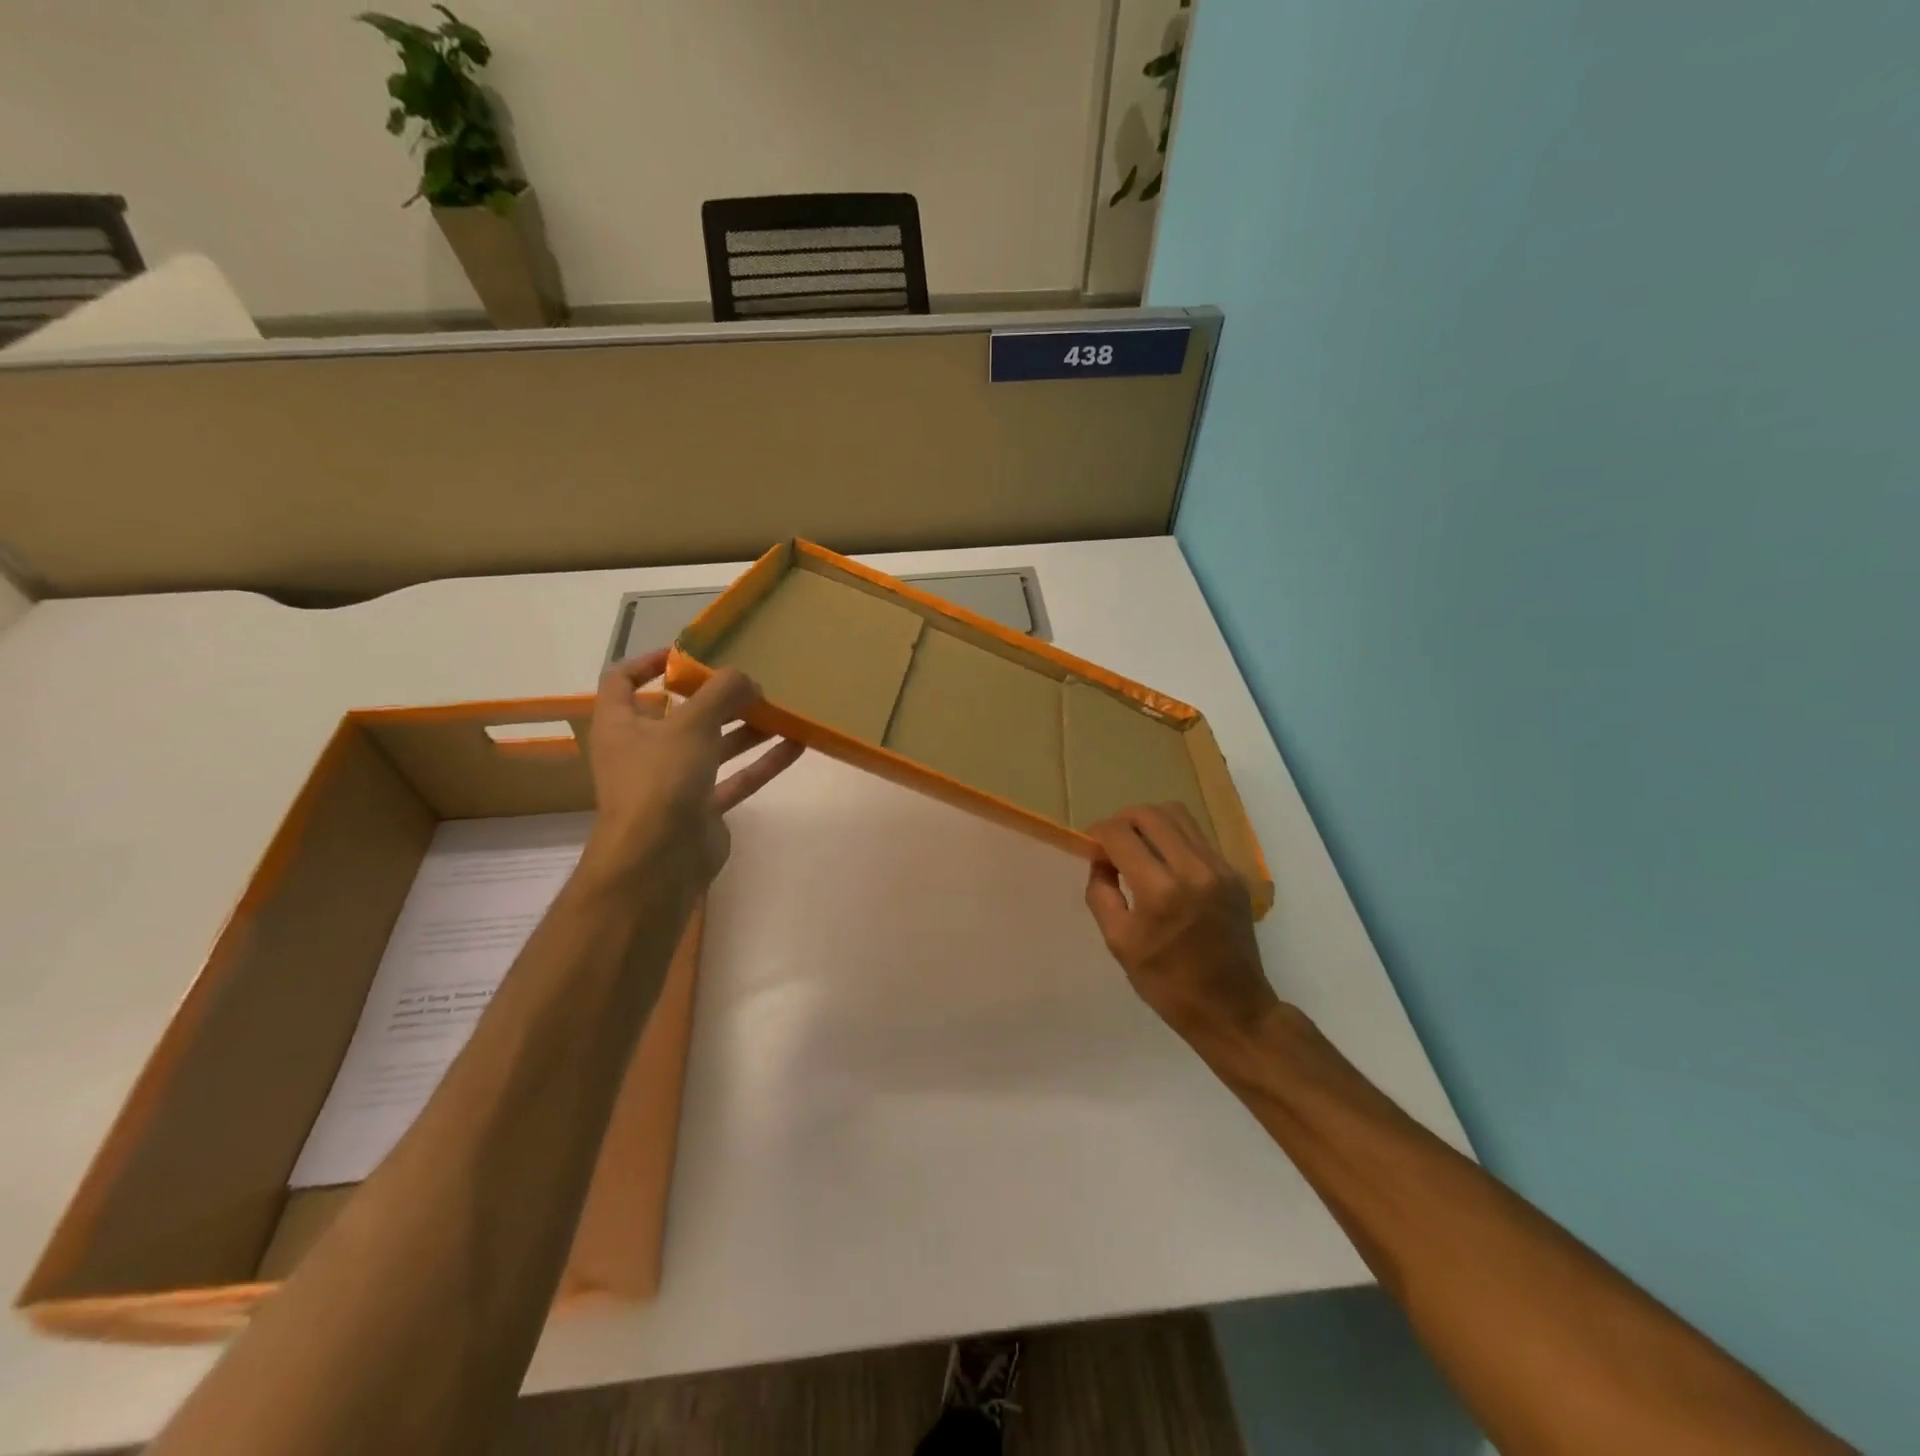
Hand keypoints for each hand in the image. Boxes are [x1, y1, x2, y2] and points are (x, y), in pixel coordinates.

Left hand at [579, 649, 803, 893]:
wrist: (659, 860)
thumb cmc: (661, 779)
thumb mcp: (691, 723)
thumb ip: (722, 692)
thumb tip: (746, 678)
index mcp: (621, 724)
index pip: (622, 681)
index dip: (649, 662)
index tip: (687, 654)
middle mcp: (643, 751)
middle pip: (679, 714)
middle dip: (716, 698)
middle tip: (751, 684)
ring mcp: (673, 783)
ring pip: (712, 747)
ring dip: (745, 728)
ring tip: (781, 711)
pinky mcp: (701, 809)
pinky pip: (734, 778)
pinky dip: (761, 763)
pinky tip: (796, 746)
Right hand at [1084, 804, 1279, 1044]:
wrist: (1232, 1009)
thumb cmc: (1167, 984)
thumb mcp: (1118, 942)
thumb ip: (1101, 893)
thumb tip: (1100, 861)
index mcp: (1160, 891)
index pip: (1120, 834)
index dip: (1098, 833)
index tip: (1091, 847)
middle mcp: (1193, 869)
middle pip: (1150, 814)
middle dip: (1122, 821)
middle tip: (1111, 843)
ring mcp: (1219, 868)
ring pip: (1178, 816)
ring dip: (1149, 823)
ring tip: (1137, 847)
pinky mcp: (1234, 874)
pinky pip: (1197, 837)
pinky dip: (1173, 838)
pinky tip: (1164, 864)